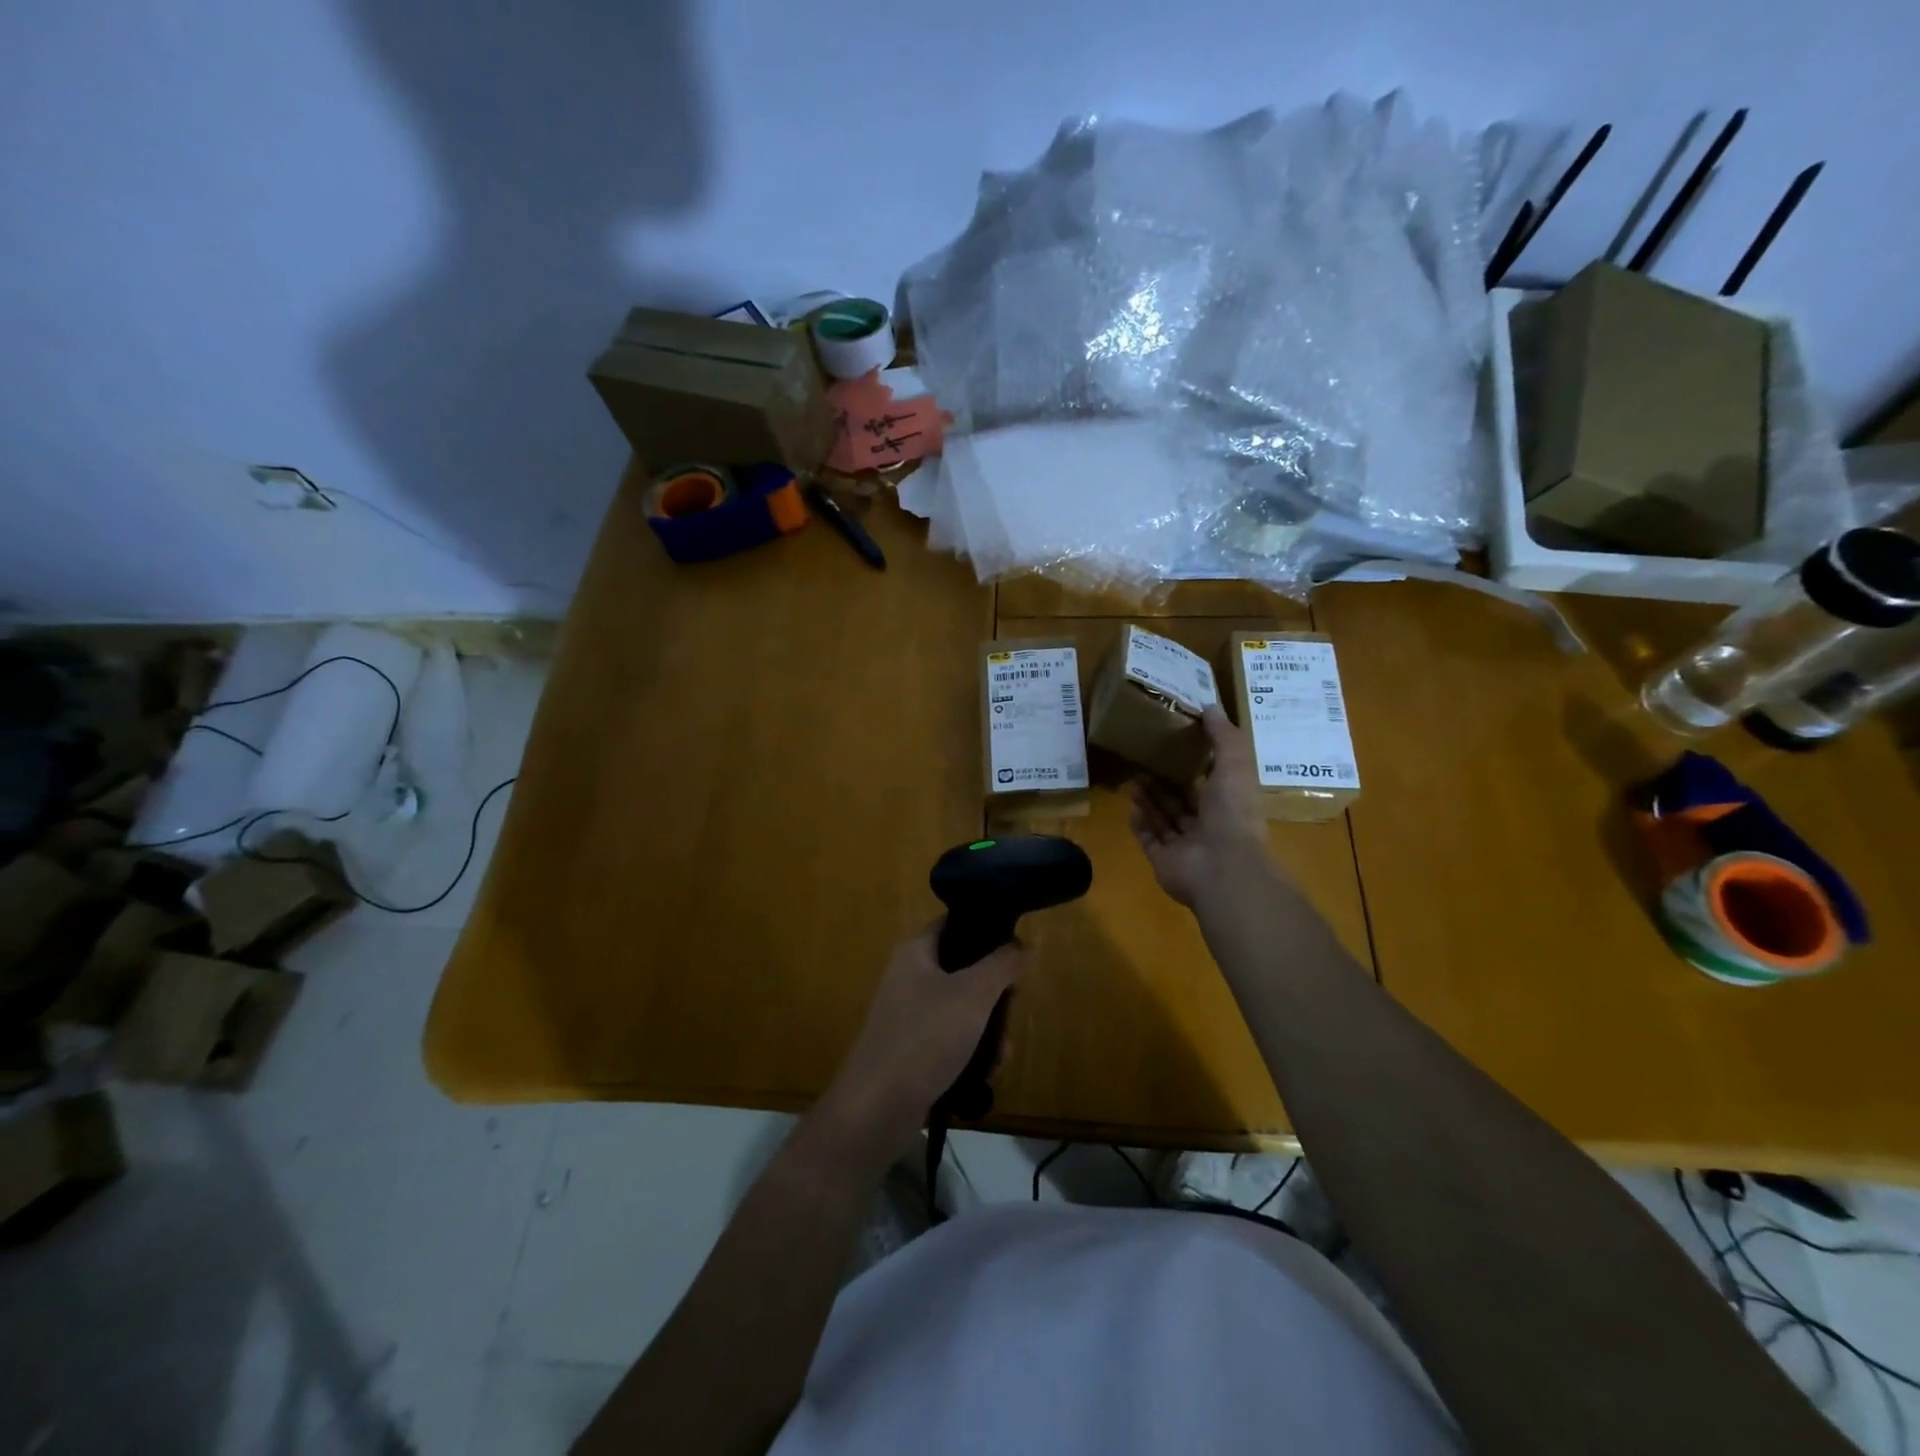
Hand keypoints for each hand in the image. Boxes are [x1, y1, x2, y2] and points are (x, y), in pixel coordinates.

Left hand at [821, 927, 1027, 1157]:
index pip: (955, 923)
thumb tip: (1023, 944)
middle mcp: (910, 976)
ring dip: (989, 1029)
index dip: (987, 930)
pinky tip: (986, 1073)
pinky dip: (972, 1052)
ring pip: (964, 1009)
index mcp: (916, 951)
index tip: (1017, 951)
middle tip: (1010, 1011)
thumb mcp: (972, 995)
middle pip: (966, 969)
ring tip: (1001, 1054)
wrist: (876, 1109)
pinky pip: (953, 1039)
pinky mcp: (914, 1049)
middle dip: (995, 994)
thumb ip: (1002, 964)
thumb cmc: (925, 1038)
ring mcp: (910, 1015)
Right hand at [1129, 706, 1269, 907]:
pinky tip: (1129, 805)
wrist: (1222, 867)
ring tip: (1131, 777)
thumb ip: (1223, 737)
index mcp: (1229, 805)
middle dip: (1164, 783)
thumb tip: (1210, 706)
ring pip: (1164, 819)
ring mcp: (1186, 847)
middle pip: (1182, 802)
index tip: (1174, 745)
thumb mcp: (1234, 765)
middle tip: (1143, 760)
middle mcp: (1209, 827)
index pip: (1210, 784)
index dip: (1193, 766)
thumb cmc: (1232, 813)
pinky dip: (1140, 823)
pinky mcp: (1164, 861)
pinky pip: (1149, 839)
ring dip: (1149, 800)